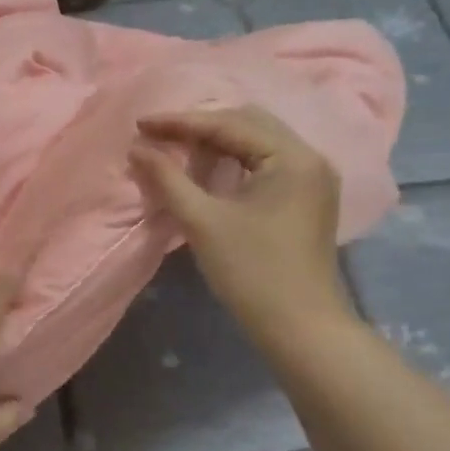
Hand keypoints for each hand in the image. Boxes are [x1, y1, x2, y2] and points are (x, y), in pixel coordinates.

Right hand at [129, 106, 354, 339]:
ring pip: (257, 141)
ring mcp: (312, 178)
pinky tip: (207, 168)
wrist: (299, 328)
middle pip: (248, 123)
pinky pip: (266, 162)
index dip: (180, 122)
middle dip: (199, 126)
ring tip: (176, 147)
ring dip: (216, 141)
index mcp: (292, 157)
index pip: (229, 124)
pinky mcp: (307, 197)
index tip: (140, 124)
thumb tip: (136, 148)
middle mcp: (309, 157)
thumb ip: (168, 179)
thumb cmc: (251, 273)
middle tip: (157, 135)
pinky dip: (234, 160)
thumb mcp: (203, 222)